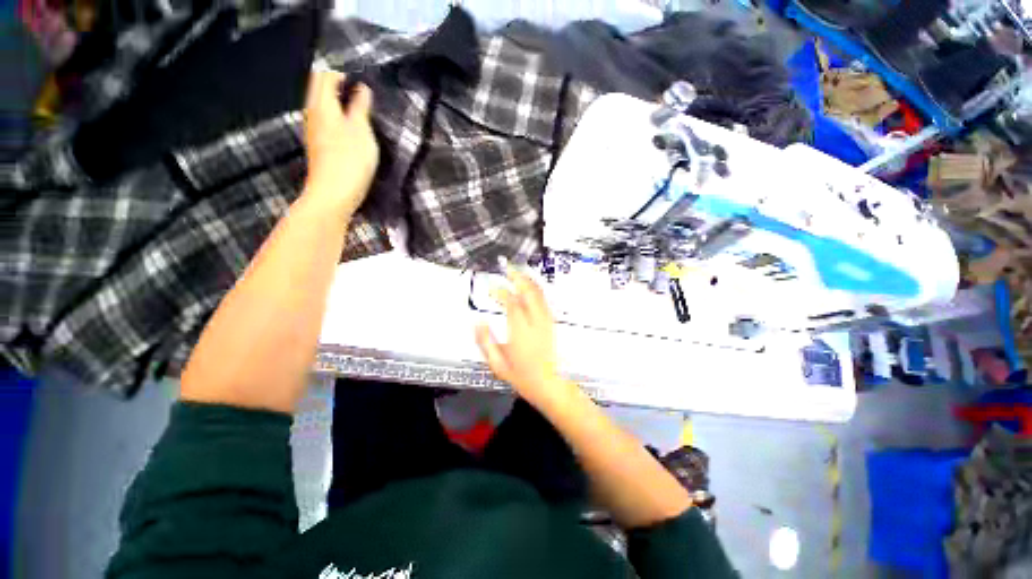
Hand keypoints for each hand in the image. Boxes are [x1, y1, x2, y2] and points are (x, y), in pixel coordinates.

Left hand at [303, 69, 378, 215]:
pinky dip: (337, 120)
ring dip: (338, 105)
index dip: (341, 76)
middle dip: (337, 88)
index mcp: (322, 106)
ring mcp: (313, 132)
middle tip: (360, 99)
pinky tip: (351, 133)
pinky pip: (325, 123)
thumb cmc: (350, 161)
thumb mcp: (362, 131)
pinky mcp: (317, 147)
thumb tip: (362, 89)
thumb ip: (360, 107)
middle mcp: (312, 114)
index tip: (359, 85)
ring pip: (322, 107)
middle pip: (319, 90)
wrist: (333, 194)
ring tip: (359, 115)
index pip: (324, 76)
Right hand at [475, 267, 575, 409]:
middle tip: (506, 267)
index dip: (500, 291)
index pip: (511, 303)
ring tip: (516, 272)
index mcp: (521, 331)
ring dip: (527, 280)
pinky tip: (528, 286)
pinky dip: (535, 289)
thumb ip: (485, 342)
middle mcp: (536, 321)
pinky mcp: (551, 322)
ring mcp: (546, 320)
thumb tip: (477, 322)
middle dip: (517, 276)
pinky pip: (543, 299)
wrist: (550, 384)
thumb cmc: (522, 377)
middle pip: (529, 291)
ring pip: (538, 293)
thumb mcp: (497, 364)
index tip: (491, 286)